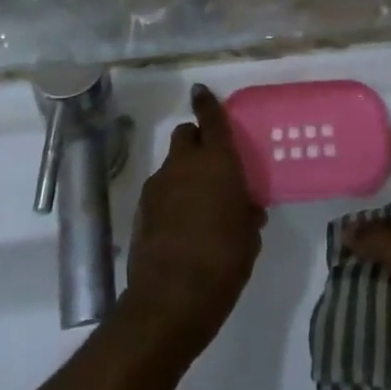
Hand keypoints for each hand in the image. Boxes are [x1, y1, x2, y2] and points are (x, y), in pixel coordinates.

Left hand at [119, 84, 265, 357]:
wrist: (171, 298)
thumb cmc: (223, 260)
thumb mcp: (249, 237)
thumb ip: (247, 214)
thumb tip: (246, 209)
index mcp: (217, 161)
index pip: (210, 118)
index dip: (207, 102)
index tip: (201, 91)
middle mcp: (184, 164)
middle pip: (185, 134)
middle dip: (195, 141)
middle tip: (210, 162)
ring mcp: (158, 185)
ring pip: (171, 164)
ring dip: (183, 173)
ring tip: (197, 203)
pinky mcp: (141, 210)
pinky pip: (160, 191)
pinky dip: (170, 198)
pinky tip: (180, 226)